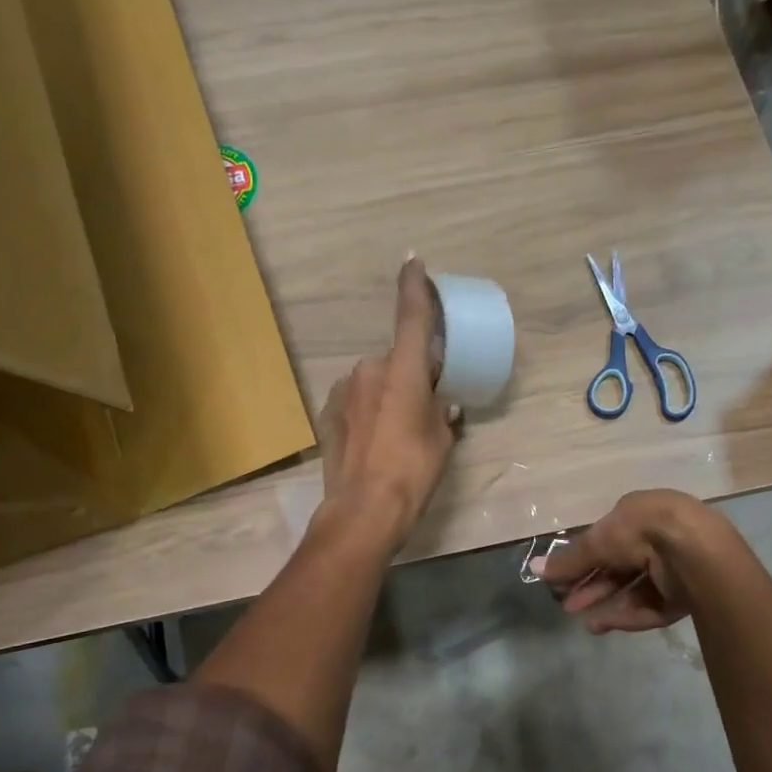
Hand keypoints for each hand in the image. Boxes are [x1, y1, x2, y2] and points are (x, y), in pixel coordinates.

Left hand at [316, 257, 460, 551]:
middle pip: (396, 359)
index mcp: (403, 370)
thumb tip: (444, 403)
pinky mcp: (328, 412)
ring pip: (375, 381)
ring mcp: (344, 390)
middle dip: (410, 374)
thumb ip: (442, 413)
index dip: (414, 286)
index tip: (413, 262)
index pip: (411, 316)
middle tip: (424, 405)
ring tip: (397, 432)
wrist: (362, 510)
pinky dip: (369, 410)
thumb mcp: (441, 442)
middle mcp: (369, 370)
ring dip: (388, 393)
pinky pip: (357, 399)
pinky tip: (375, 440)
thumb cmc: (411, 472)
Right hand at [534, 490, 725, 633]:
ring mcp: (674, 568)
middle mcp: (658, 538)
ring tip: (583, 620)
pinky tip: (602, 624)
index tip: (562, 581)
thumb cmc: (641, 531)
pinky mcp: (685, 595)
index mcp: (640, 514)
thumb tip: (535, 568)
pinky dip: (626, 614)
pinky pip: (650, 606)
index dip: (583, 561)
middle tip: (568, 604)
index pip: (607, 540)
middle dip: (592, 586)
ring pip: (634, 590)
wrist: (694, 550)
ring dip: (606, 603)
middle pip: (619, 568)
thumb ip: (569, 560)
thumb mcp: (598, 541)